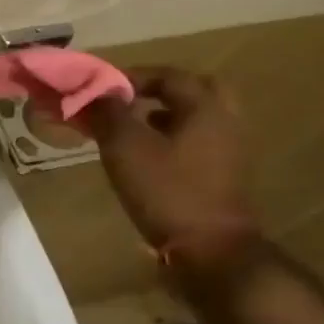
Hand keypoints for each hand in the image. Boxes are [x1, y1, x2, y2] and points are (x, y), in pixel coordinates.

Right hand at [79, 66, 261, 269]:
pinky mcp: (223, 175)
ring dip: (164, 114)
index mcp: (206, 108)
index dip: (131, 76)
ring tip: (130, 127)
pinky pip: (196, 141)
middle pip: (196, 90)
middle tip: (128, 100)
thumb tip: (94, 92)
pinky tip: (145, 155)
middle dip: (159, 90)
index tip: (99, 88)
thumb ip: (108, 113)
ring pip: (196, 118)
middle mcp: (225, 122)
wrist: (209, 248)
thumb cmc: (166, 189)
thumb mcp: (125, 146)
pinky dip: (172, 137)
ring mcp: (229, 151)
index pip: (169, 76)